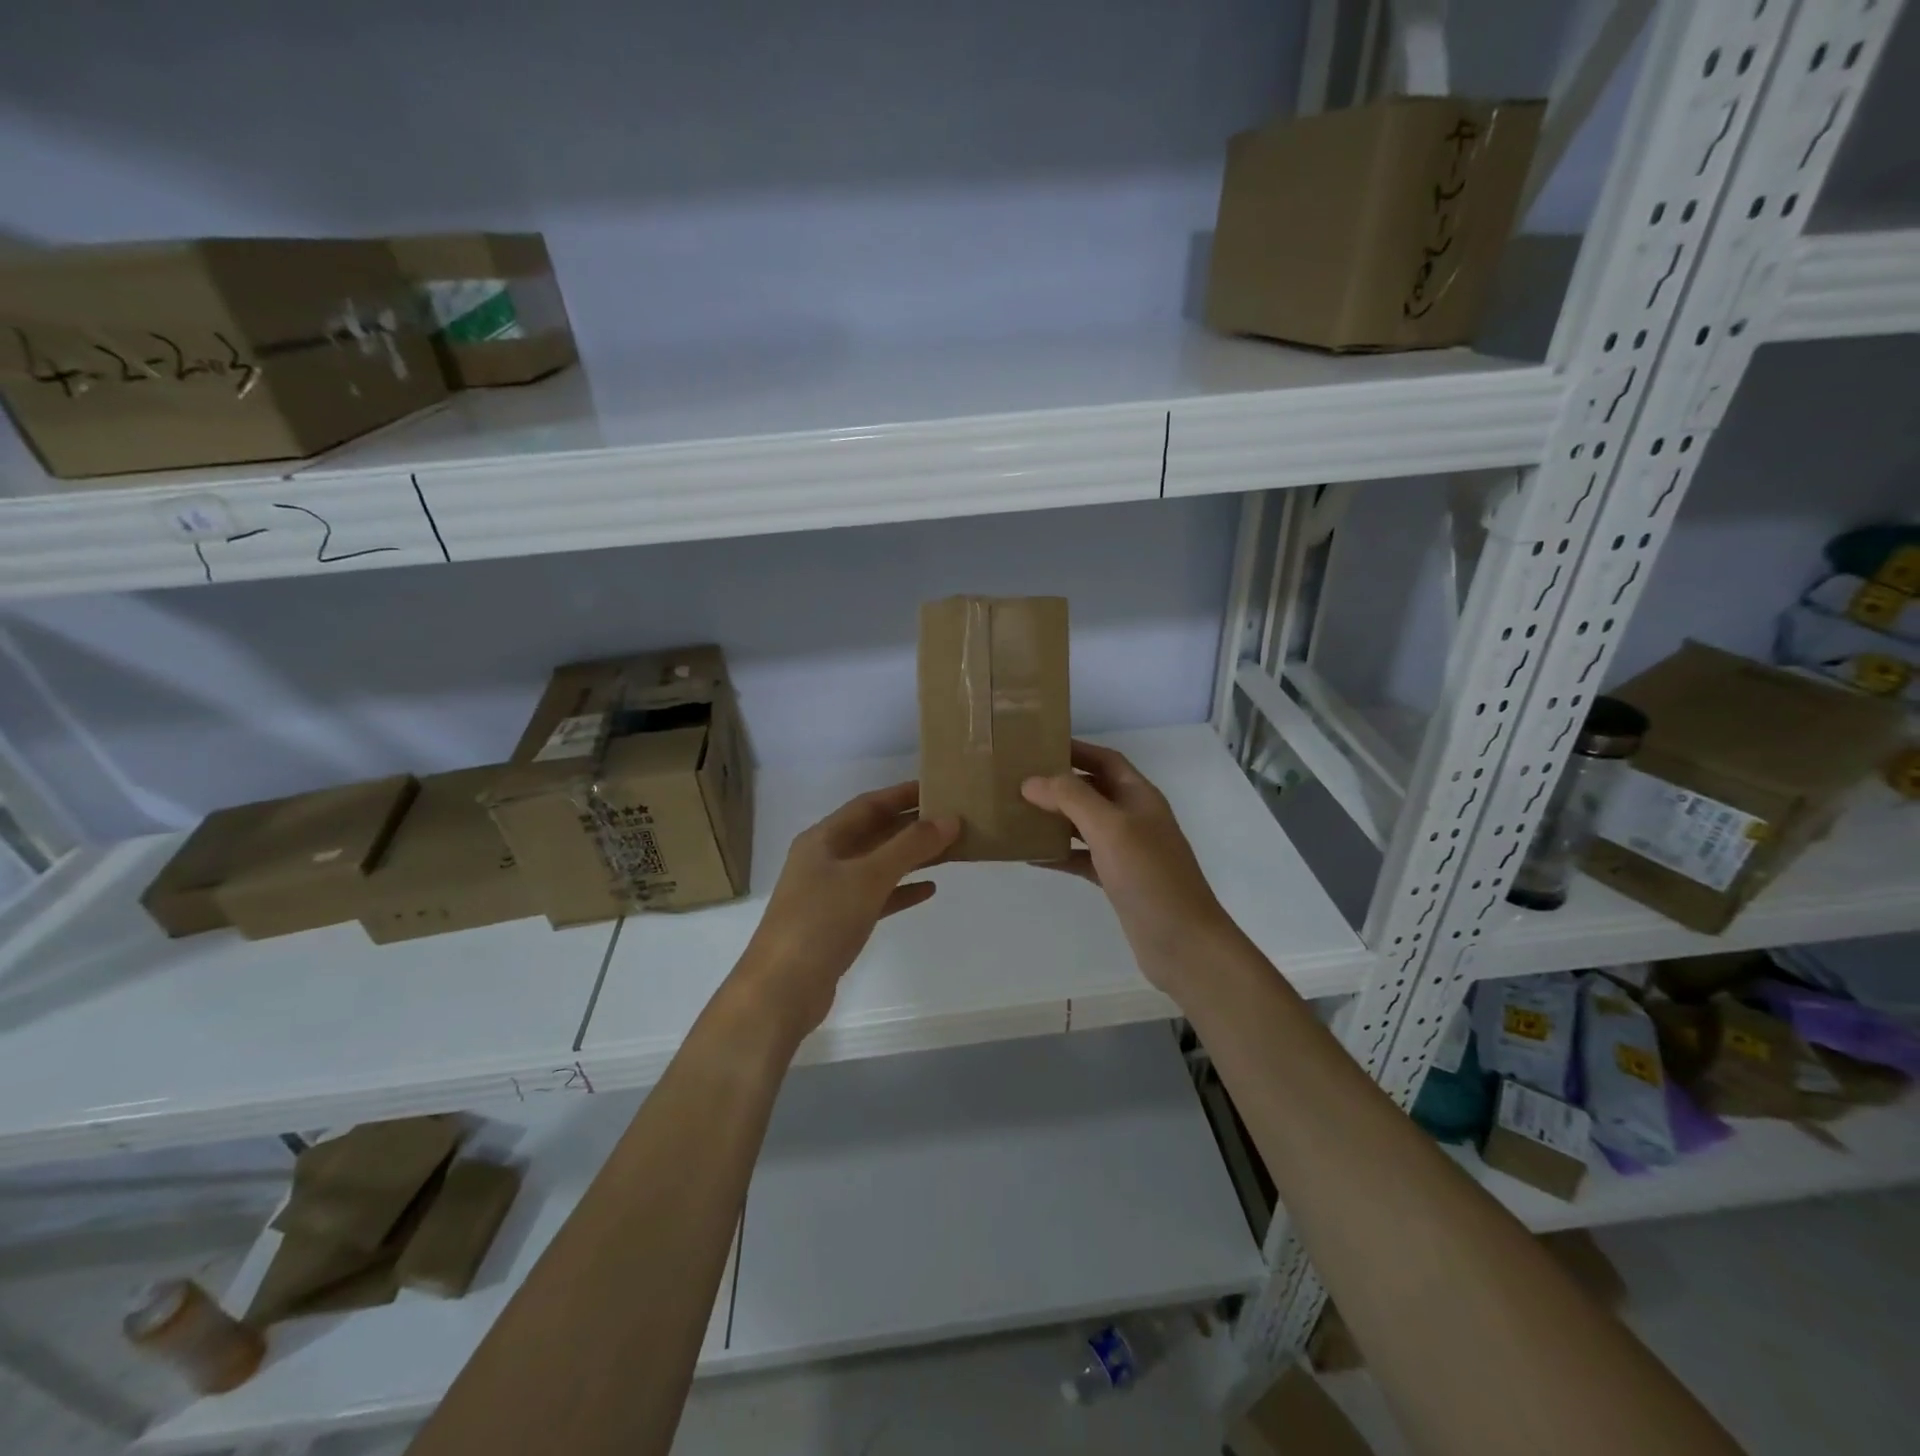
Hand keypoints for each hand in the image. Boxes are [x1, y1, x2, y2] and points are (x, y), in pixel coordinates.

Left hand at [734, 782, 958, 1037]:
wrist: (781, 990)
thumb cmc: (821, 922)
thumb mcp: (868, 877)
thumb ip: (910, 846)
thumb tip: (950, 819)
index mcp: (823, 839)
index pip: (868, 805)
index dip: (902, 794)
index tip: (938, 787)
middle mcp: (824, 860)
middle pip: (874, 833)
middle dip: (911, 826)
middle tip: (953, 819)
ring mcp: (830, 893)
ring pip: (878, 865)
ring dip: (911, 857)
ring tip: (950, 849)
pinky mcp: (838, 924)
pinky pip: (877, 897)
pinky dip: (901, 891)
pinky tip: (929, 889)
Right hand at [1021, 740, 1236, 990]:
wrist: (1183, 943)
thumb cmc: (1150, 876)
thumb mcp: (1110, 828)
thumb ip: (1071, 798)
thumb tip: (1031, 781)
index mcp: (1139, 796)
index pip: (1105, 760)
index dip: (1075, 750)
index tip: (1036, 746)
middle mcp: (1134, 818)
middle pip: (1092, 790)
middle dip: (1057, 784)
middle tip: (1016, 780)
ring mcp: (1127, 851)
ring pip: (1084, 824)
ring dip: (1054, 818)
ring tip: (1016, 813)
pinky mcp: (1117, 880)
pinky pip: (1082, 858)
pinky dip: (1059, 854)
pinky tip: (1030, 855)